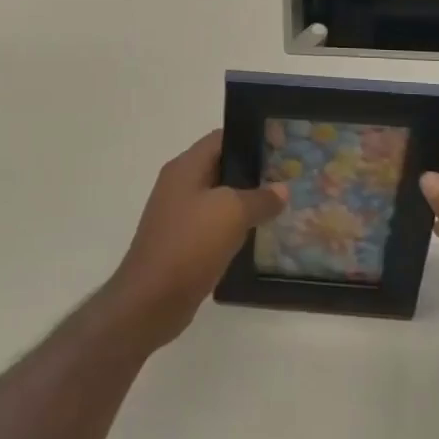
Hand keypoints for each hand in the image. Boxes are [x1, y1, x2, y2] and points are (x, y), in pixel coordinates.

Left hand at [105, 131, 287, 348]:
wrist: (151, 299)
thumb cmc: (190, 244)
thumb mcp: (231, 213)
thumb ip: (260, 198)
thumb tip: (282, 189)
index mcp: (185, 167)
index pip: (221, 138)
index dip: (251, 138)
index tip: (281, 147)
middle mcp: (180, 185)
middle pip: (221, 167)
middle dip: (253, 172)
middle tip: (288, 178)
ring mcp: (179, 215)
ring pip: (219, 199)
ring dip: (246, 202)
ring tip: (280, 206)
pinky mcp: (183, 243)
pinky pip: (214, 226)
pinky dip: (235, 227)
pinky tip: (258, 236)